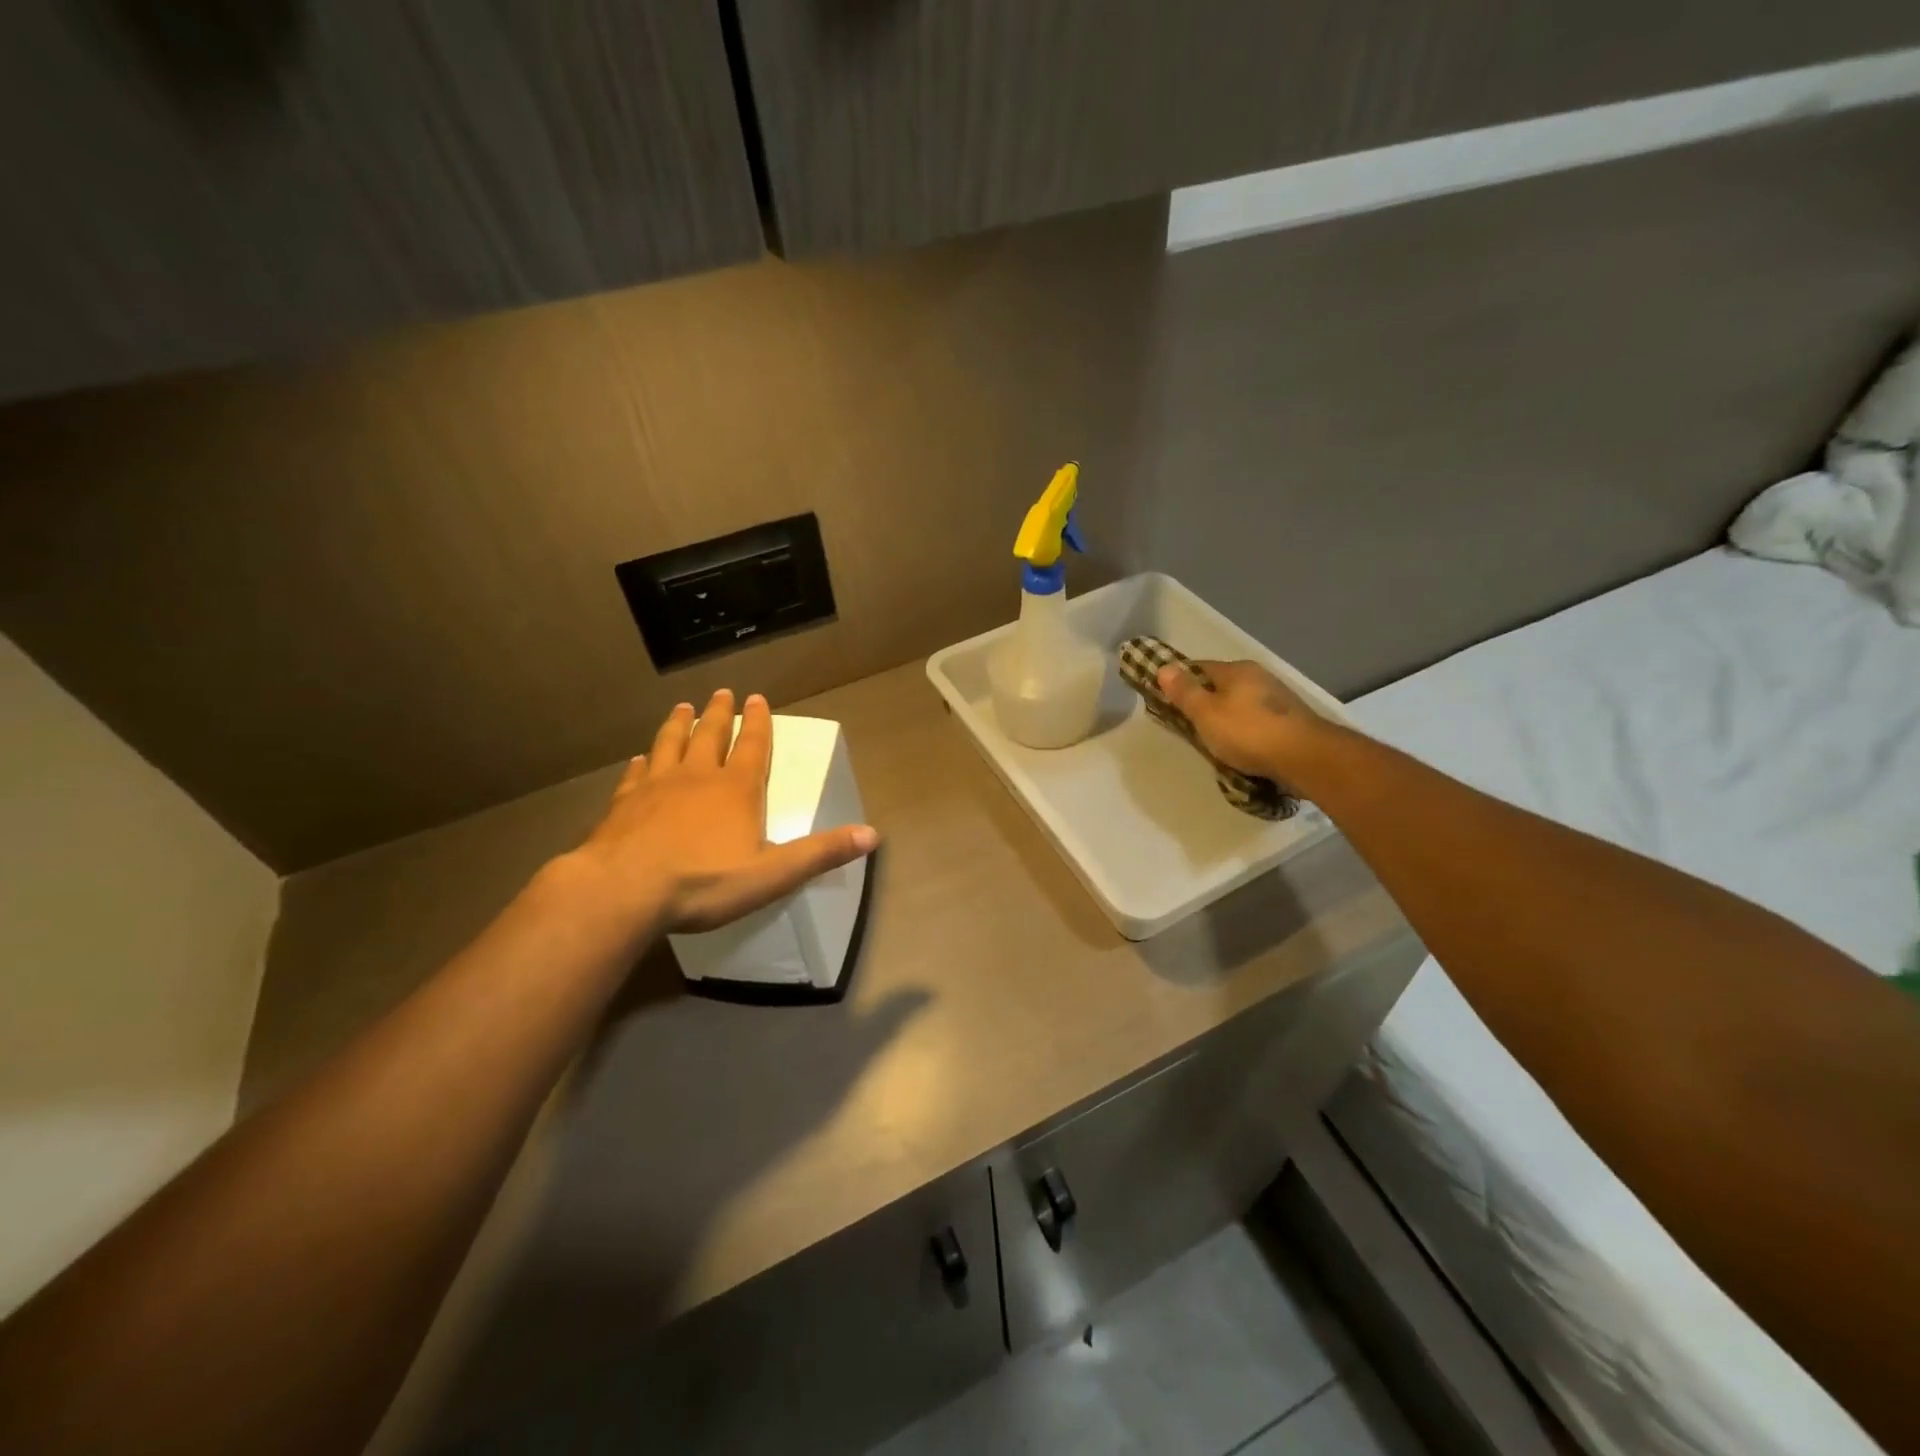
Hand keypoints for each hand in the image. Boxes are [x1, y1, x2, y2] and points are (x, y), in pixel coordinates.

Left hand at [570, 689, 877, 935]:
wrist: (623, 891)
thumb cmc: (704, 882)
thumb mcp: (773, 874)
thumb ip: (821, 853)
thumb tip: (873, 835)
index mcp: (736, 790)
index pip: (753, 746)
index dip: (758, 722)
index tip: (757, 698)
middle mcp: (697, 777)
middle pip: (710, 736)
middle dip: (718, 713)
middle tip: (721, 693)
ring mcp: (656, 787)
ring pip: (670, 744)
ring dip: (679, 725)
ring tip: (683, 707)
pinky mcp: (623, 804)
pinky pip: (635, 775)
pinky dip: (641, 763)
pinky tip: (639, 759)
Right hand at [1155, 659, 1333, 783]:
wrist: (1306, 757)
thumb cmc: (1248, 732)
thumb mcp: (1206, 713)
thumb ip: (1184, 691)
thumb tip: (1164, 667)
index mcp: (1236, 670)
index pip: (1198, 667)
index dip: (1180, 681)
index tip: (1166, 699)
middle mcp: (1258, 676)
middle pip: (1221, 685)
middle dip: (1204, 701)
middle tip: (1188, 725)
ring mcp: (1277, 697)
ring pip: (1240, 703)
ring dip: (1226, 717)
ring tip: (1214, 740)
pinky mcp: (1290, 719)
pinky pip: (1257, 720)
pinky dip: (1245, 729)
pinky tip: (1242, 746)